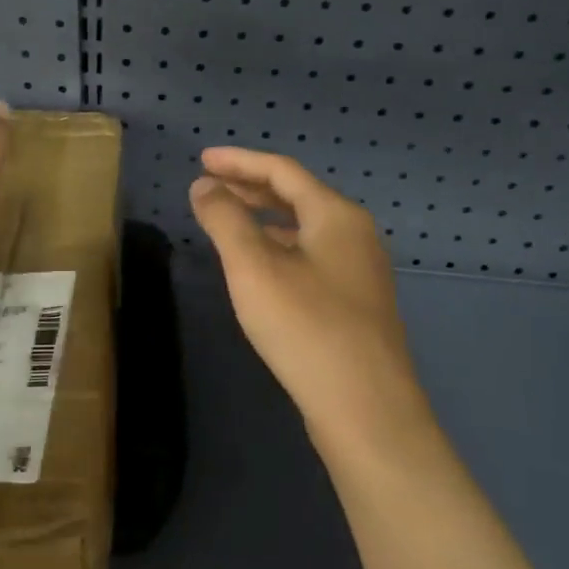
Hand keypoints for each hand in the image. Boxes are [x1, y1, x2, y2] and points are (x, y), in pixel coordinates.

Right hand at [189, 147, 431, 451]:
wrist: (366, 409)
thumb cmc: (306, 327)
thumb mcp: (254, 268)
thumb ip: (225, 220)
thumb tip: (204, 186)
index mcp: (336, 215)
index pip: (282, 171)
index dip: (239, 161)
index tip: (202, 160)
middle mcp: (355, 234)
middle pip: (297, 196)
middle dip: (251, 187)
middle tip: (209, 186)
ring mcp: (361, 270)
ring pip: (305, 228)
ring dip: (265, 218)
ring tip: (228, 220)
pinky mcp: (357, 303)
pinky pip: (312, 255)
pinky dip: (280, 247)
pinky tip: (261, 267)